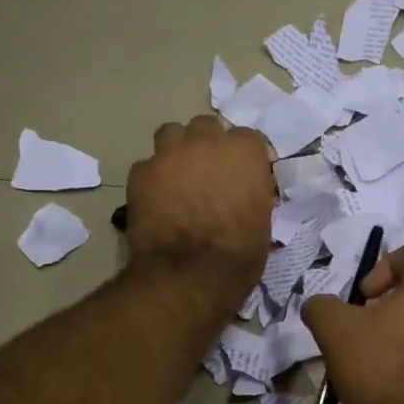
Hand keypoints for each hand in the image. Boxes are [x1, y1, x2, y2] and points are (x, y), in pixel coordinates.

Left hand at [126, 115, 273, 306]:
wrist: (188, 275)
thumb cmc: (237, 255)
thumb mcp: (262, 224)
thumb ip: (254, 197)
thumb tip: (248, 196)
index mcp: (244, 153)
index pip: (248, 139)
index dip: (244, 158)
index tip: (243, 176)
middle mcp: (207, 142)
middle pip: (206, 127)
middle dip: (208, 145)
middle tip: (208, 173)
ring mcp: (170, 154)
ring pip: (172, 133)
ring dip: (177, 150)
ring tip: (178, 176)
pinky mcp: (140, 172)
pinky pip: (147, 165)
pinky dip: (153, 178)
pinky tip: (156, 199)